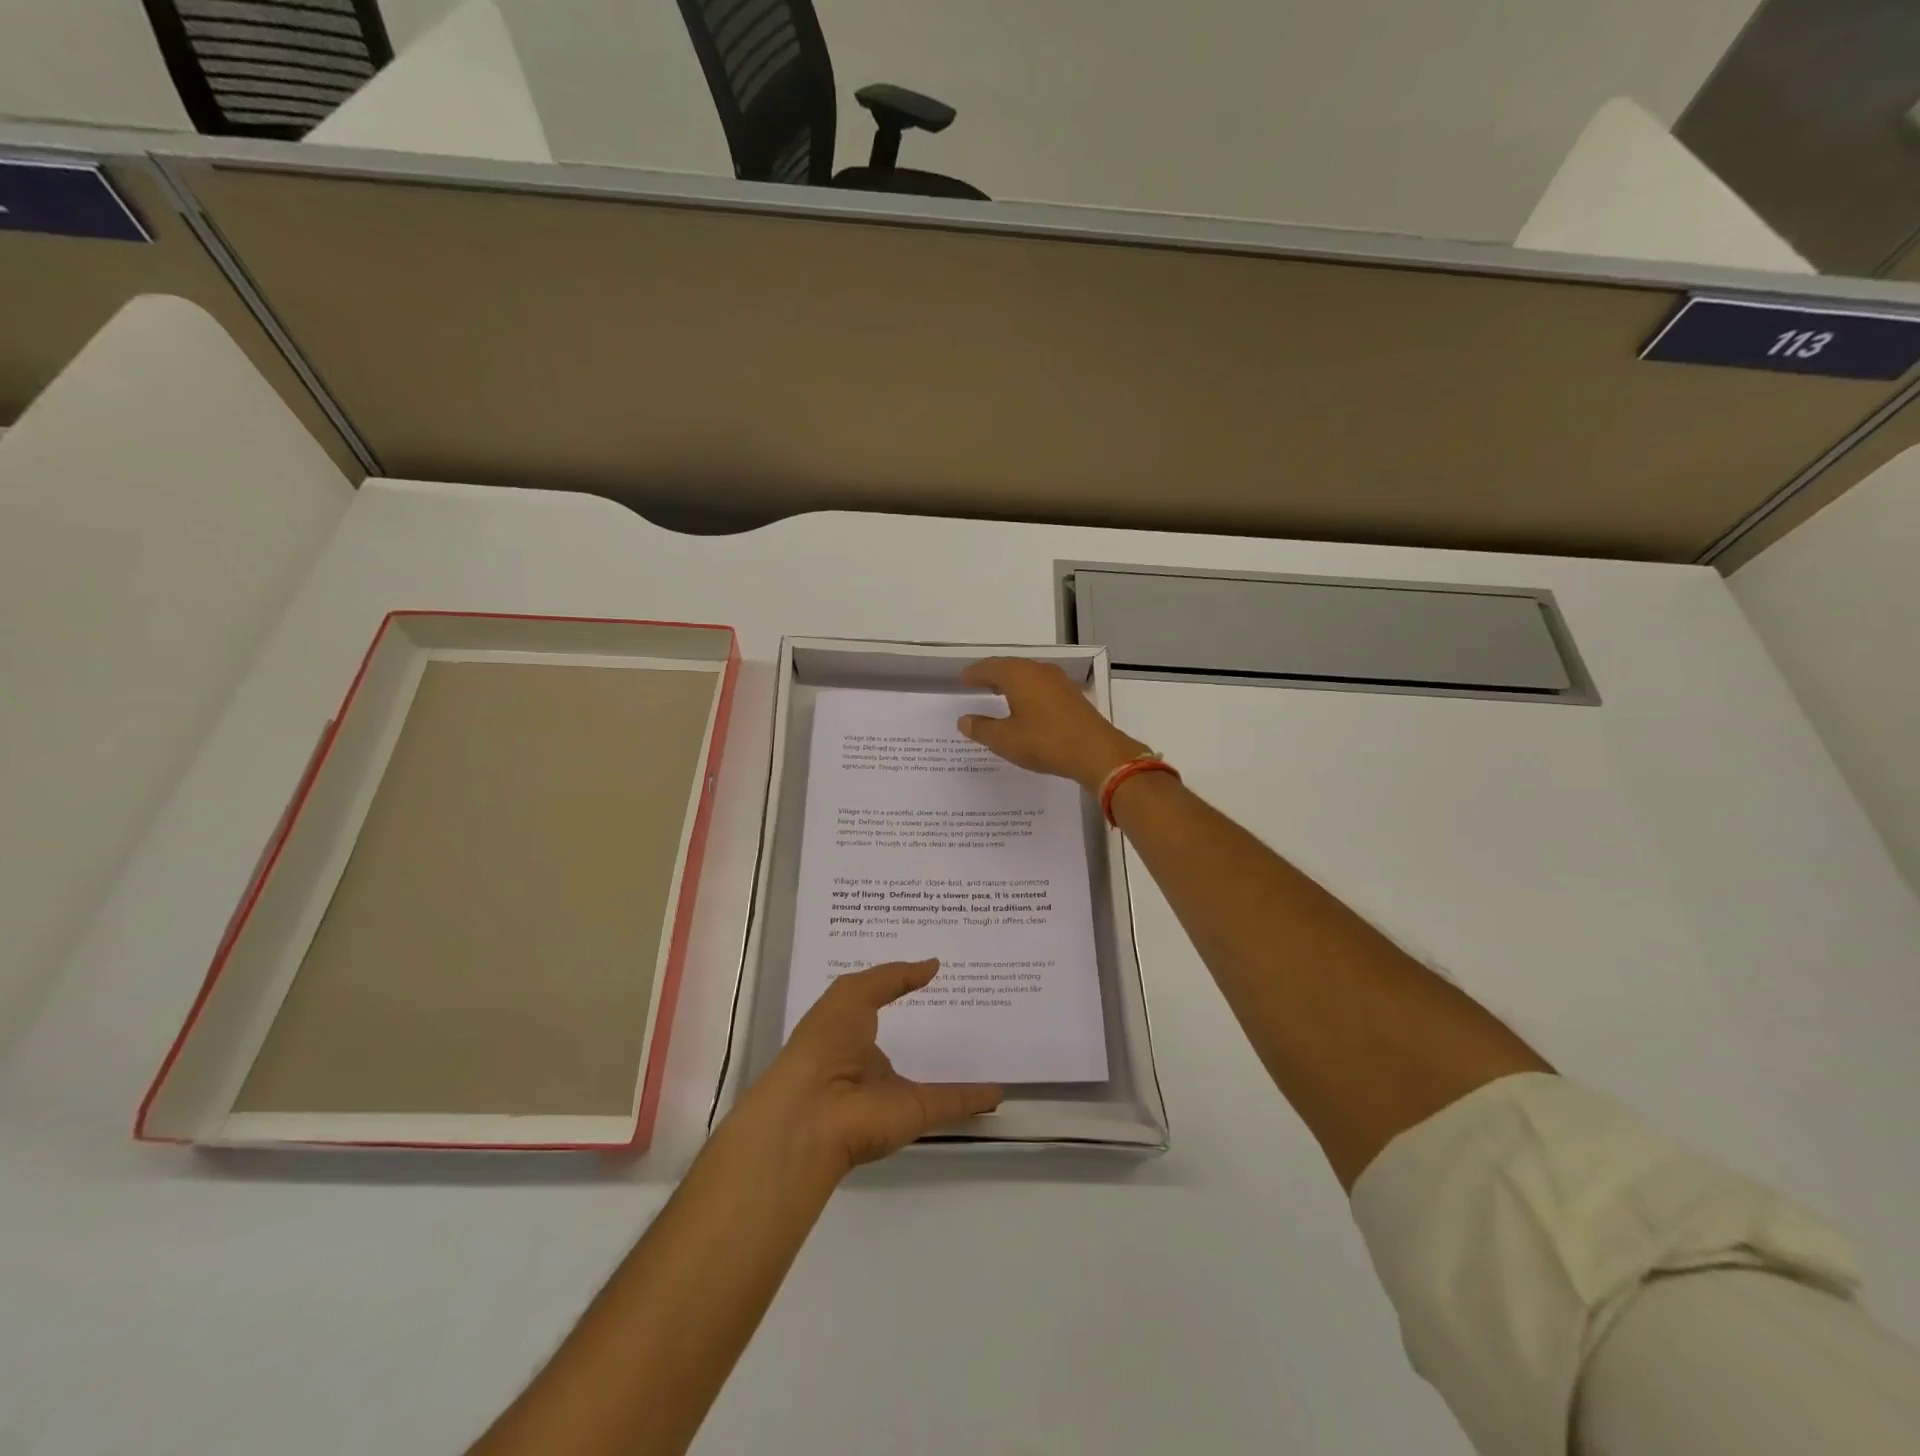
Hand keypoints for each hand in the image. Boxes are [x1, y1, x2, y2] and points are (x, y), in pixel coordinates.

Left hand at [738, 960, 1001, 1176]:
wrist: (814, 1113)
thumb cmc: (825, 1043)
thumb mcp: (852, 994)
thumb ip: (891, 977)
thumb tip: (932, 965)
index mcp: (847, 1033)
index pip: (876, 1007)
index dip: (898, 991)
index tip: (929, 974)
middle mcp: (869, 1064)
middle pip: (905, 1044)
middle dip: (928, 1029)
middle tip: (967, 1004)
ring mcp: (894, 1092)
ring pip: (931, 1079)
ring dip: (954, 1068)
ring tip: (987, 1047)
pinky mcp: (916, 1115)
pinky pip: (952, 1103)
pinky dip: (976, 1098)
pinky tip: (1000, 1089)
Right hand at [957, 657, 1148, 792]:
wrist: (1096, 752)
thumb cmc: (1044, 742)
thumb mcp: (1005, 739)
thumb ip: (982, 728)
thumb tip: (964, 720)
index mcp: (1019, 675)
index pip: (990, 667)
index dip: (974, 673)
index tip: (963, 678)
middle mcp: (1039, 671)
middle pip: (1010, 667)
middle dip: (992, 674)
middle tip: (978, 682)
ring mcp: (1059, 681)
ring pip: (1028, 675)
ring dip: (1012, 682)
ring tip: (999, 693)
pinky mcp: (1072, 695)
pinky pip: (1042, 685)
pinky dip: (1028, 690)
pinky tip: (1027, 705)